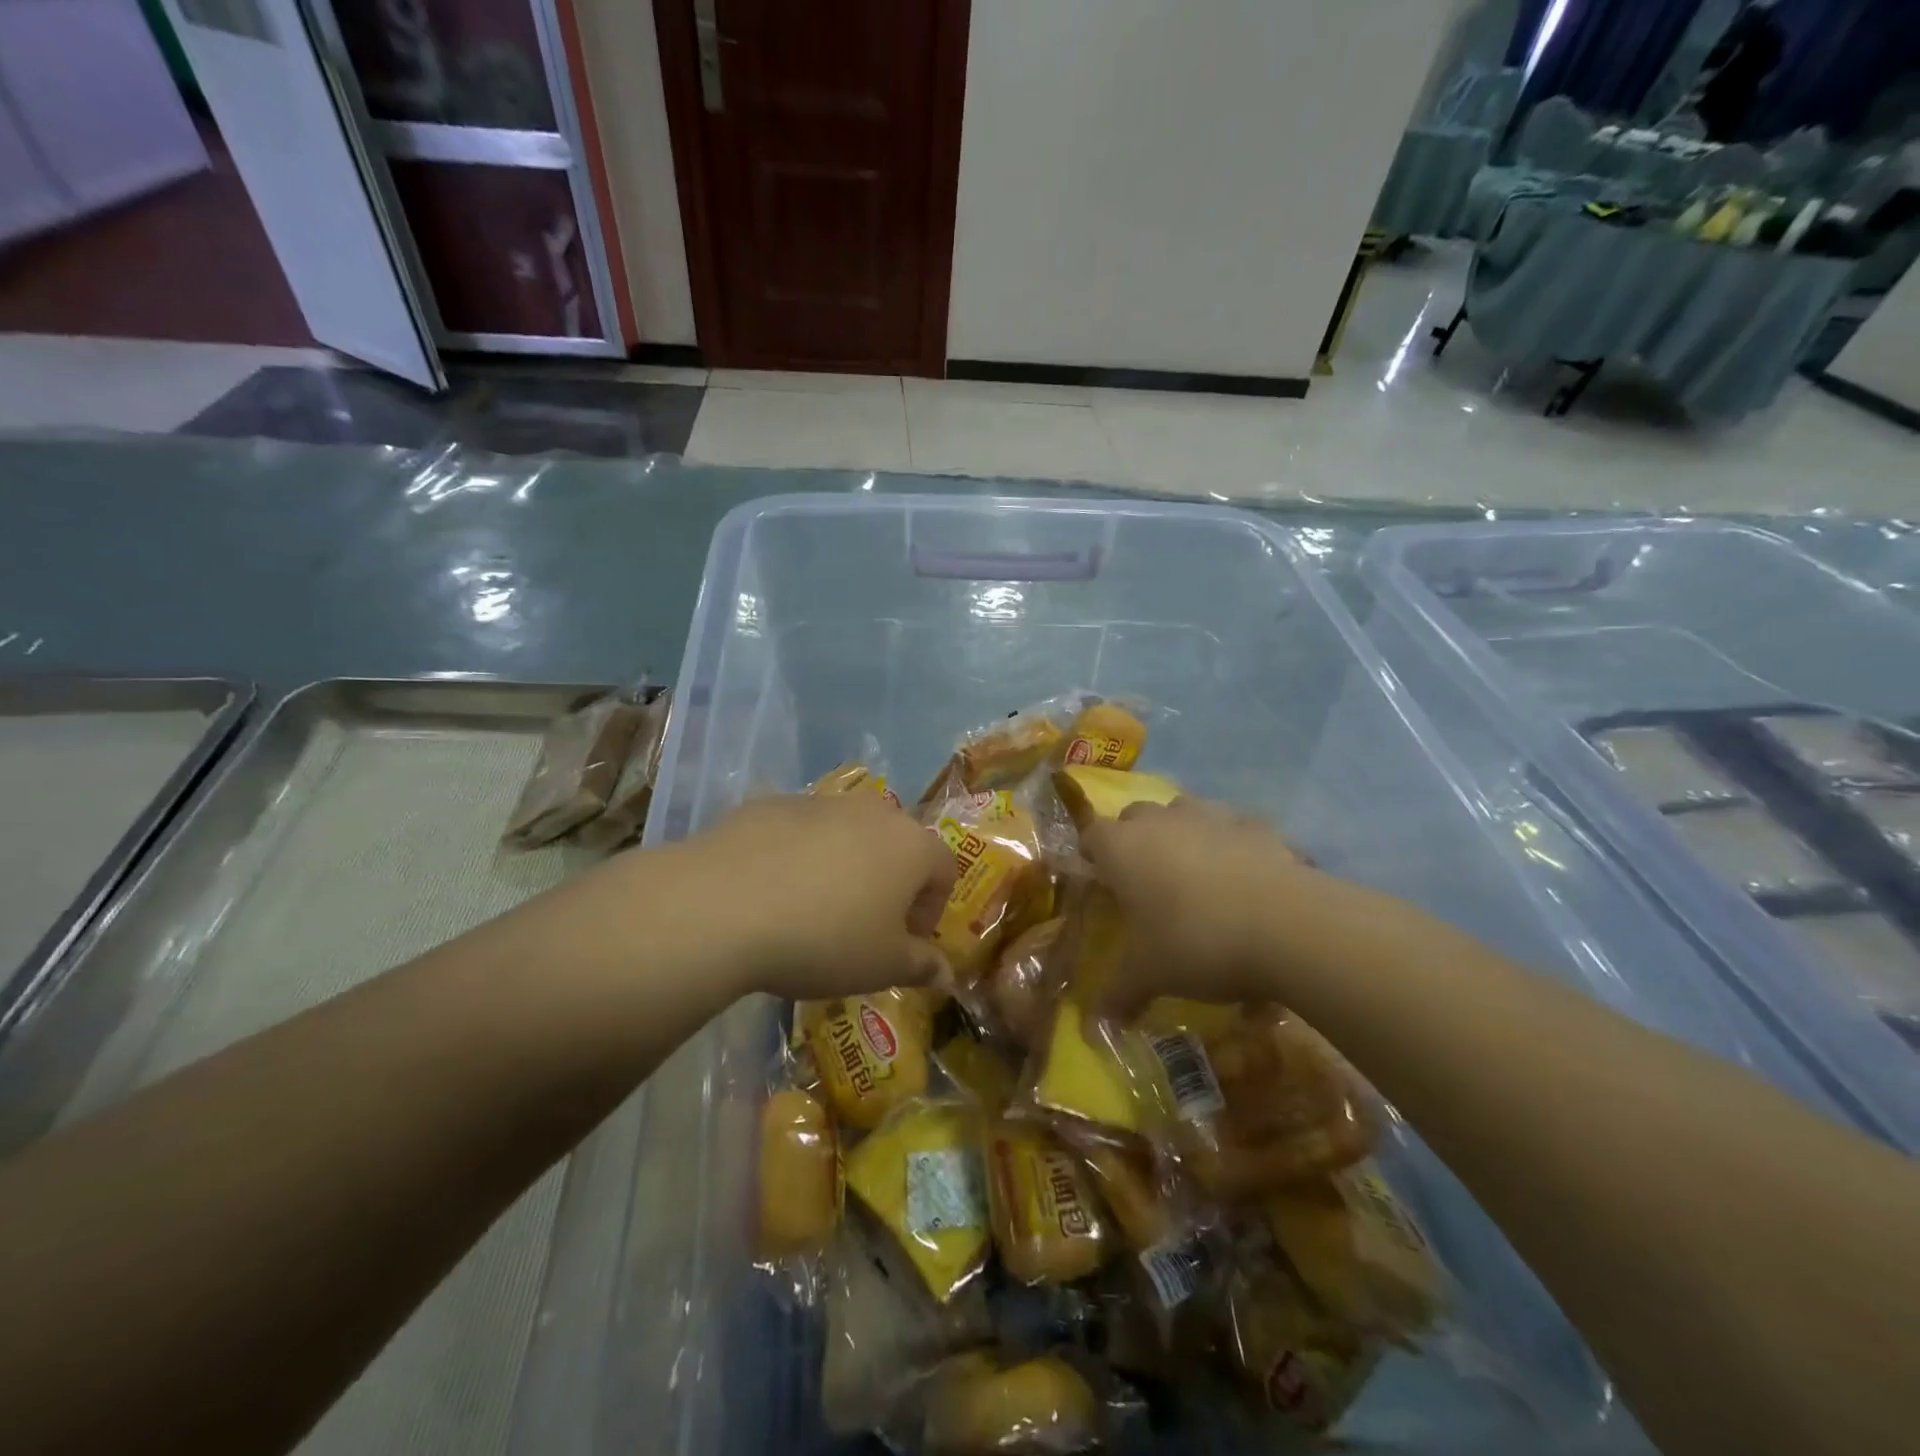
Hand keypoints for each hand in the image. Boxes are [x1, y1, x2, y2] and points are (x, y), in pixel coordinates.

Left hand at [649, 791, 955, 1000]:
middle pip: (897, 844)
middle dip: (890, 882)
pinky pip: (800, 831)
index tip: (906, 942)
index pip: (943, 869)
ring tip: (814, 909)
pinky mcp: (772, 804)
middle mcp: (873, 812)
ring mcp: (821, 802)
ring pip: (848, 833)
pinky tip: (771, 891)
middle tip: (865, 924)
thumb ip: (921, 966)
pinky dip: (798, 855)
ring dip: (845, 865)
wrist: (724, 906)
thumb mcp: (881, 967)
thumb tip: (946, 973)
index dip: (932, 909)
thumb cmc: (824, 940)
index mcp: (911, 845)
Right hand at [1081, 798, 1354, 1013]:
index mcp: (1122, 847)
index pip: (1091, 834)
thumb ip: (1117, 995)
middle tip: (1145, 883)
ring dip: (1181, 834)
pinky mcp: (1257, 826)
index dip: (1093, 856)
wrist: (1287, 926)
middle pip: (1135, 816)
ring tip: (1194, 875)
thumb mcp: (1150, 976)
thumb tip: (1091, 1029)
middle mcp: (1161, 820)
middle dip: (1135, 841)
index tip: (1102, 884)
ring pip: (1183, 811)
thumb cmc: (1196, 942)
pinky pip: (1233, 828)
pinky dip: (1231, 844)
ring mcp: (1211, 817)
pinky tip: (1243, 877)